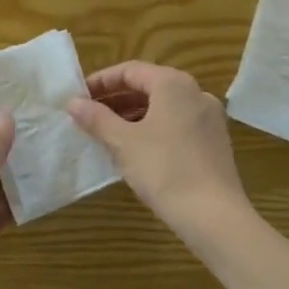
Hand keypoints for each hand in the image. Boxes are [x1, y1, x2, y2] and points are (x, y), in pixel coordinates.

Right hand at [68, 61, 249, 245]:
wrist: (215, 218)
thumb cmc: (165, 170)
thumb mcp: (123, 143)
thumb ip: (96, 118)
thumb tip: (72, 102)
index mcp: (173, 84)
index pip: (130, 71)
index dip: (102, 81)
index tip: (79, 96)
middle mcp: (195, 93)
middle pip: (148, 86)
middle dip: (116, 99)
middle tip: (89, 115)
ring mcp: (209, 118)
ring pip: (163, 107)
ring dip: (133, 115)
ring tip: (107, 133)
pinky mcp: (215, 142)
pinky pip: (177, 124)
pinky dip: (154, 129)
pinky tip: (136, 150)